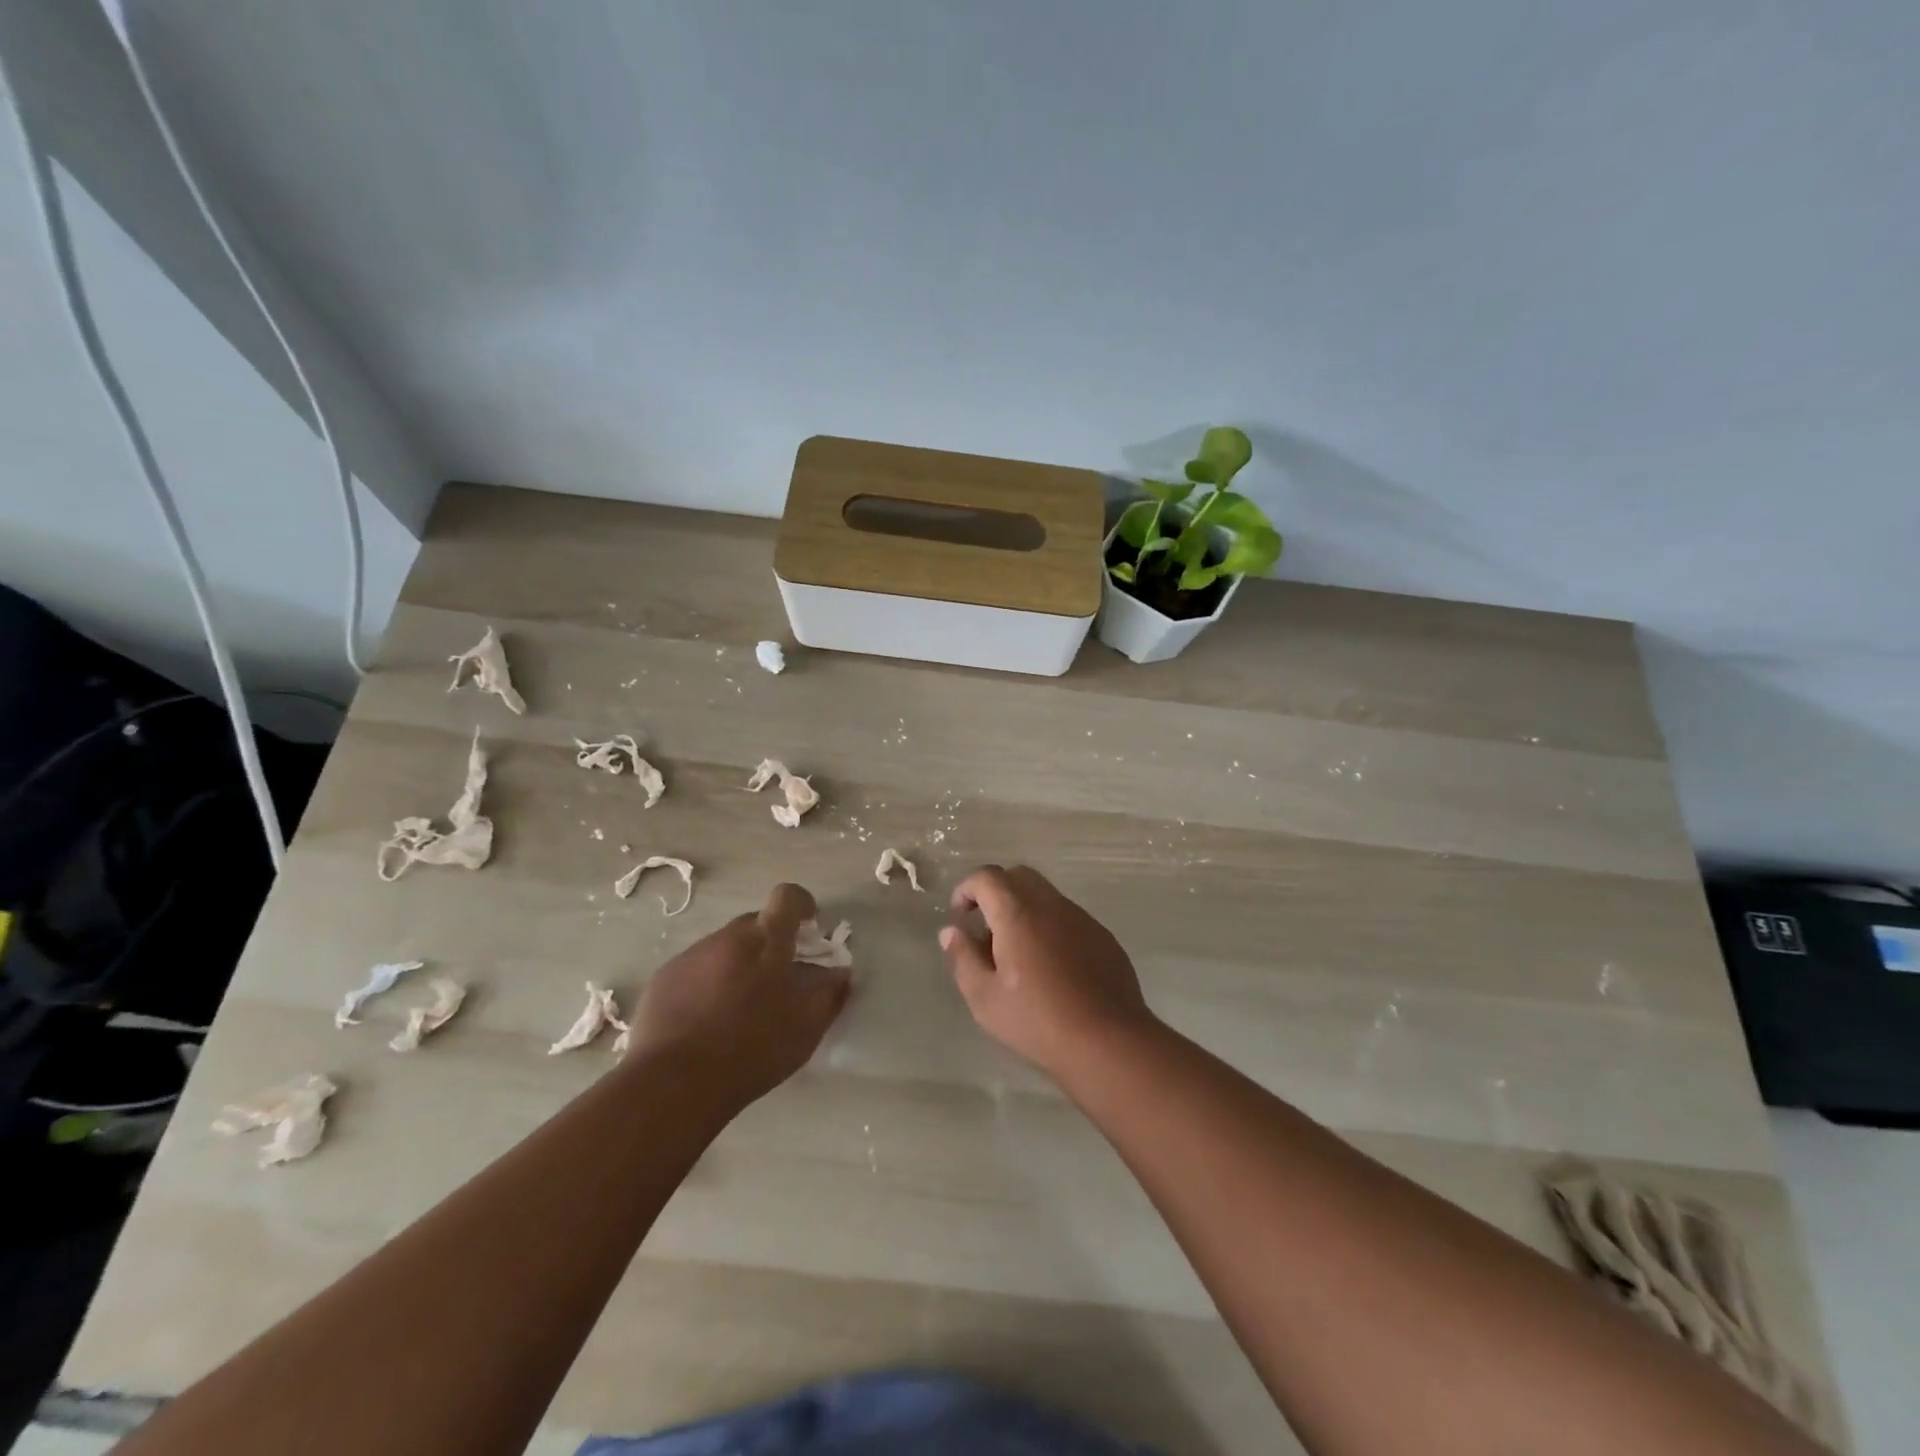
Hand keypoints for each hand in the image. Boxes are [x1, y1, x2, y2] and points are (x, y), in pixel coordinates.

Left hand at [628, 883, 851, 1110]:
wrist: (674, 1084)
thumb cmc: (752, 1051)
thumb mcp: (806, 1029)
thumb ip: (829, 994)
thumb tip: (841, 973)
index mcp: (767, 941)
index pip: (787, 897)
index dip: (801, 905)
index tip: (807, 930)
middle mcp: (728, 937)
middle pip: (755, 923)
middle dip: (770, 942)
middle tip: (776, 980)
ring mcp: (692, 955)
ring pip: (724, 947)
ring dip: (738, 964)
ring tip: (738, 1006)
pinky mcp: (664, 978)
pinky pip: (695, 968)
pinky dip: (707, 983)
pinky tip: (705, 1020)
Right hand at [940, 865, 1157, 1080]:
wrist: (1109, 1041)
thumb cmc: (1038, 1020)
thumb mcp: (985, 998)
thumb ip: (963, 958)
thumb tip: (951, 932)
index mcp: (1018, 912)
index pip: (987, 877)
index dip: (967, 889)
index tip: (960, 916)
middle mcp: (1051, 905)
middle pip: (1019, 877)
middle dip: (996, 893)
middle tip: (986, 930)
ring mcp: (1082, 919)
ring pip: (1046, 896)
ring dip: (1024, 911)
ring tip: (1017, 954)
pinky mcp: (1103, 937)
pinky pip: (1068, 918)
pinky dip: (1050, 927)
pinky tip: (1051, 968)